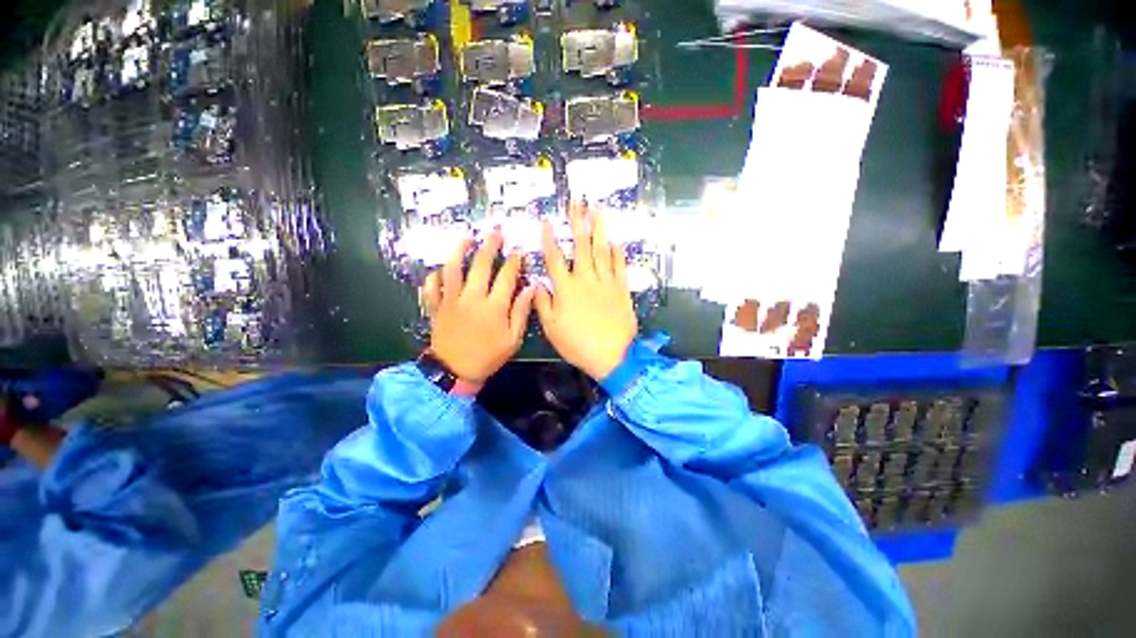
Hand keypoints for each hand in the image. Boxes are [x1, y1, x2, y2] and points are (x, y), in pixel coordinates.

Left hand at [421, 229, 535, 384]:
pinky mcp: (436, 307)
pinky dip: (434, 276)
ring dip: (459, 251)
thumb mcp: (512, 339)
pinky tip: (439, 269)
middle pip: (480, 265)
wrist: (455, 372)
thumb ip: (521, 312)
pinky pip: (432, 287)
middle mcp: (471, 298)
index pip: (506, 277)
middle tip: (495, 233)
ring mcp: (451, 301)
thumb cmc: (488, 357)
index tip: (519, 252)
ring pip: (453, 269)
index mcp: (493, 307)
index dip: (514, 262)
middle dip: (490, 246)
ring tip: (466, 238)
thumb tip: (530, 289)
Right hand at [535, 203, 637, 379]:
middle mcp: (586, 279)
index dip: (549, 239)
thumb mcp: (552, 328)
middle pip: (581, 246)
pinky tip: (616, 241)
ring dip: (600, 228)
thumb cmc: (578, 344)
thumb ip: (543, 303)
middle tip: (577, 202)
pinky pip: (620, 266)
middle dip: (578, 222)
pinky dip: (618, 253)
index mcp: (566, 288)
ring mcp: (606, 282)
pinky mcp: (622, 289)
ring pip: (602, 250)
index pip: (555, 258)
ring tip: (598, 210)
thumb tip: (538, 283)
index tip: (546, 222)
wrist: (612, 355)